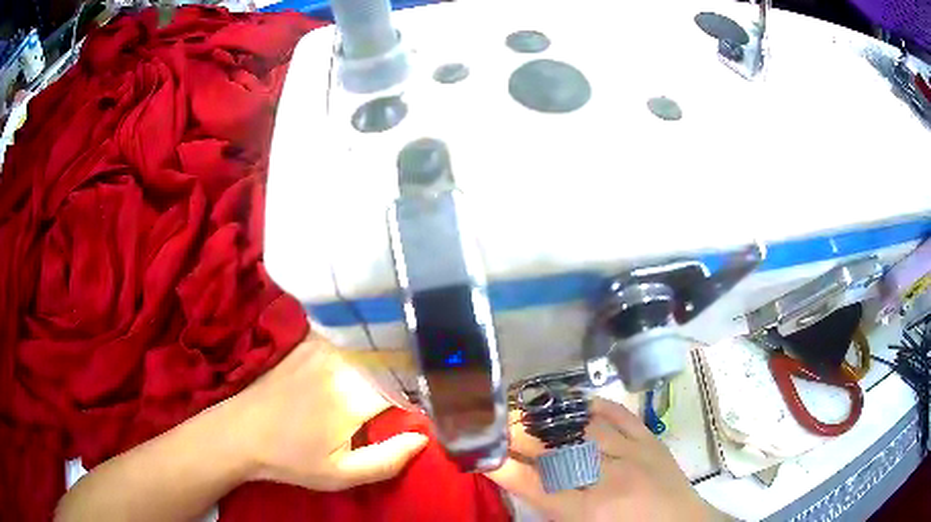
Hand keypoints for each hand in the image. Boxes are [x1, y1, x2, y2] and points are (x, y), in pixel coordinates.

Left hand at [218, 333, 427, 490]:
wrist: (241, 431)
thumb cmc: (291, 458)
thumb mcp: (339, 475)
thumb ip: (387, 460)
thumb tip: (423, 438)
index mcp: (354, 396)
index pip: (407, 383)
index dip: (422, 393)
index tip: (425, 406)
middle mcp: (341, 362)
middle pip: (392, 357)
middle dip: (408, 371)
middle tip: (414, 390)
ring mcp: (322, 346)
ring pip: (372, 343)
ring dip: (388, 355)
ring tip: (396, 373)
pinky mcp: (308, 341)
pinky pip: (349, 337)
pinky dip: (364, 345)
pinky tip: (366, 358)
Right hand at [486, 398, 728, 521]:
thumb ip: (554, 510)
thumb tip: (525, 484)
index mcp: (592, 512)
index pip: (538, 485)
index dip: (506, 467)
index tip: (482, 453)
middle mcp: (611, 478)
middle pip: (558, 450)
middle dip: (523, 435)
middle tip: (498, 424)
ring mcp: (635, 454)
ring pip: (585, 428)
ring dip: (552, 418)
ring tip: (527, 408)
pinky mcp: (652, 440)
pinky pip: (620, 415)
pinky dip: (596, 406)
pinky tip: (575, 401)